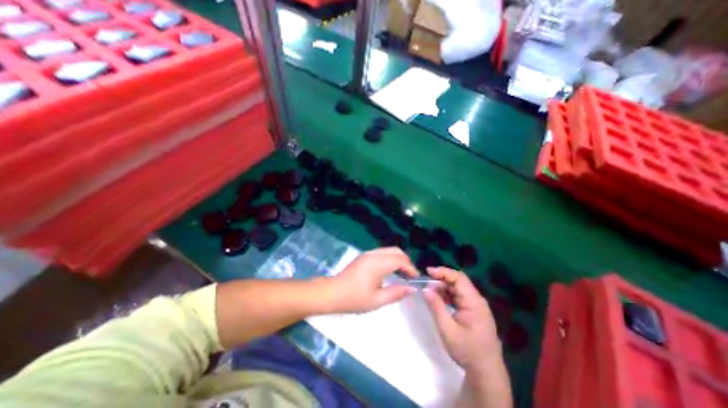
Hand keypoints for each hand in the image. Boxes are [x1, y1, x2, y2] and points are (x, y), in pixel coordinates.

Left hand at [322, 245, 418, 314]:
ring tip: (401, 274)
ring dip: (397, 259)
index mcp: (378, 264)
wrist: (332, 293)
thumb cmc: (354, 298)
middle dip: (405, 261)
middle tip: (409, 276)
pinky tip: (388, 272)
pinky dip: (389, 259)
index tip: (415, 279)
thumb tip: (412, 289)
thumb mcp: (377, 300)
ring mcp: (367, 254)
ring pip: (388, 250)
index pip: (400, 260)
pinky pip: (381, 253)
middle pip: (395, 251)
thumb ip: (396, 293)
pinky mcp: (363, 256)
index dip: (410, 268)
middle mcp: (374, 254)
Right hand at [422, 268, 500, 371]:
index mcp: (473, 301)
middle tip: (426, 284)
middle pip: (458, 281)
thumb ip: (436, 307)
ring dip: (443, 288)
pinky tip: (439, 300)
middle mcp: (476, 300)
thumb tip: (425, 289)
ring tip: (430, 292)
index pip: (458, 278)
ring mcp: (476, 305)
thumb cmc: (467, 350)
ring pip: (457, 288)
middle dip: (441, 280)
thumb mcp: (447, 329)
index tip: (428, 272)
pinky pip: (459, 297)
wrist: (486, 372)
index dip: (443, 272)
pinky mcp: (473, 311)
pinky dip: (448, 296)